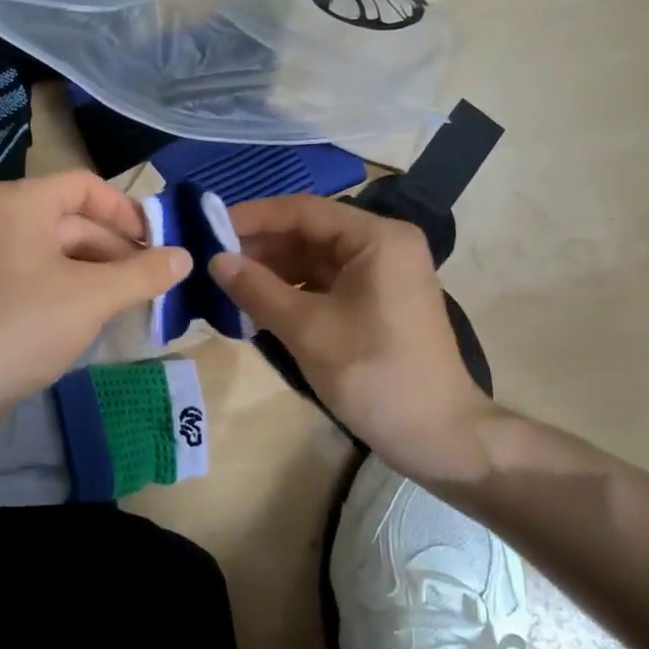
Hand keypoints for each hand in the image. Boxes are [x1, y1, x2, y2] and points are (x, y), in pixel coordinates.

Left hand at [0, 172, 191, 416]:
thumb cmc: (25, 325)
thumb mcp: (94, 297)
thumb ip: (144, 274)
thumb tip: (185, 258)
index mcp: (20, 202)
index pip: (85, 187)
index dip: (126, 212)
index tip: (156, 244)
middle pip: (72, 220)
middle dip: (116, 250)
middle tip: (153, 281)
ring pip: (56, 251)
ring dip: (97, 272)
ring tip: (133, 301)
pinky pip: (37, 273)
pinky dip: (69, 286)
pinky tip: (96, 315)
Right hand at [208, 194, 497, 480]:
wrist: (438, 436)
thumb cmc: (374, 374)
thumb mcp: (308, 330)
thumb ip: (257, 290)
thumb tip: (215, 260)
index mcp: (377, 238)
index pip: (304, 211)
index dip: (254, 217)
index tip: (209, 227)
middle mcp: (383, 245)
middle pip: (310, 232)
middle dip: (262, 246)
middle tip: (212, 259)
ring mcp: (383, 274)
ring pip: (316, 259)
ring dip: (274, 270)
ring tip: (227, 282)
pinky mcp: (378, 302)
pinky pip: (327, 283)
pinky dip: (293, 290)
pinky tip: (258, 303)